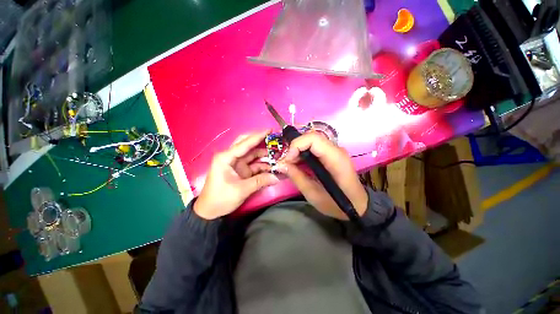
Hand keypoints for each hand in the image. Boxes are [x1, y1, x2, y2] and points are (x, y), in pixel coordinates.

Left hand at [194, 130, 279, 219]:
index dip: (258, 136)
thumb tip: (277, 177)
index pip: (244, 144)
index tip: (270, 130)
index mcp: (226, 158)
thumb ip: (260, 181)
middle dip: (259, 140)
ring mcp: (237, 164)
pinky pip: (254, 164)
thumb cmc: (221, 199)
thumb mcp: (241, 190)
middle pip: (246, 144)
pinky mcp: (241, 170)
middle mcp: (231, 157)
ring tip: (277, 153)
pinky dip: (263, 165)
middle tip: (273, 137)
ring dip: (264, 154)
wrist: (210, 212)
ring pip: (252, 154)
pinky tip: (272, 165)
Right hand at [276, 132, 367, 219]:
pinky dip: (303, 154)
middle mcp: (336, 150)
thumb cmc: (336, 204)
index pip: (313, 139)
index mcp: (335, 158)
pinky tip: (299, 165)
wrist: (356, 206)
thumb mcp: (313, 194)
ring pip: (311, 142)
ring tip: (291, 165)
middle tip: (286, 163)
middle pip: (311, 138)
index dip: (297, 145)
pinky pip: (314, 148)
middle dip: (295, 148)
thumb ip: (297, 177)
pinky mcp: (331, 155)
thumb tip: (281, 165)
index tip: (287, 160)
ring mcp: (334, 151)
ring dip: (298, 151)